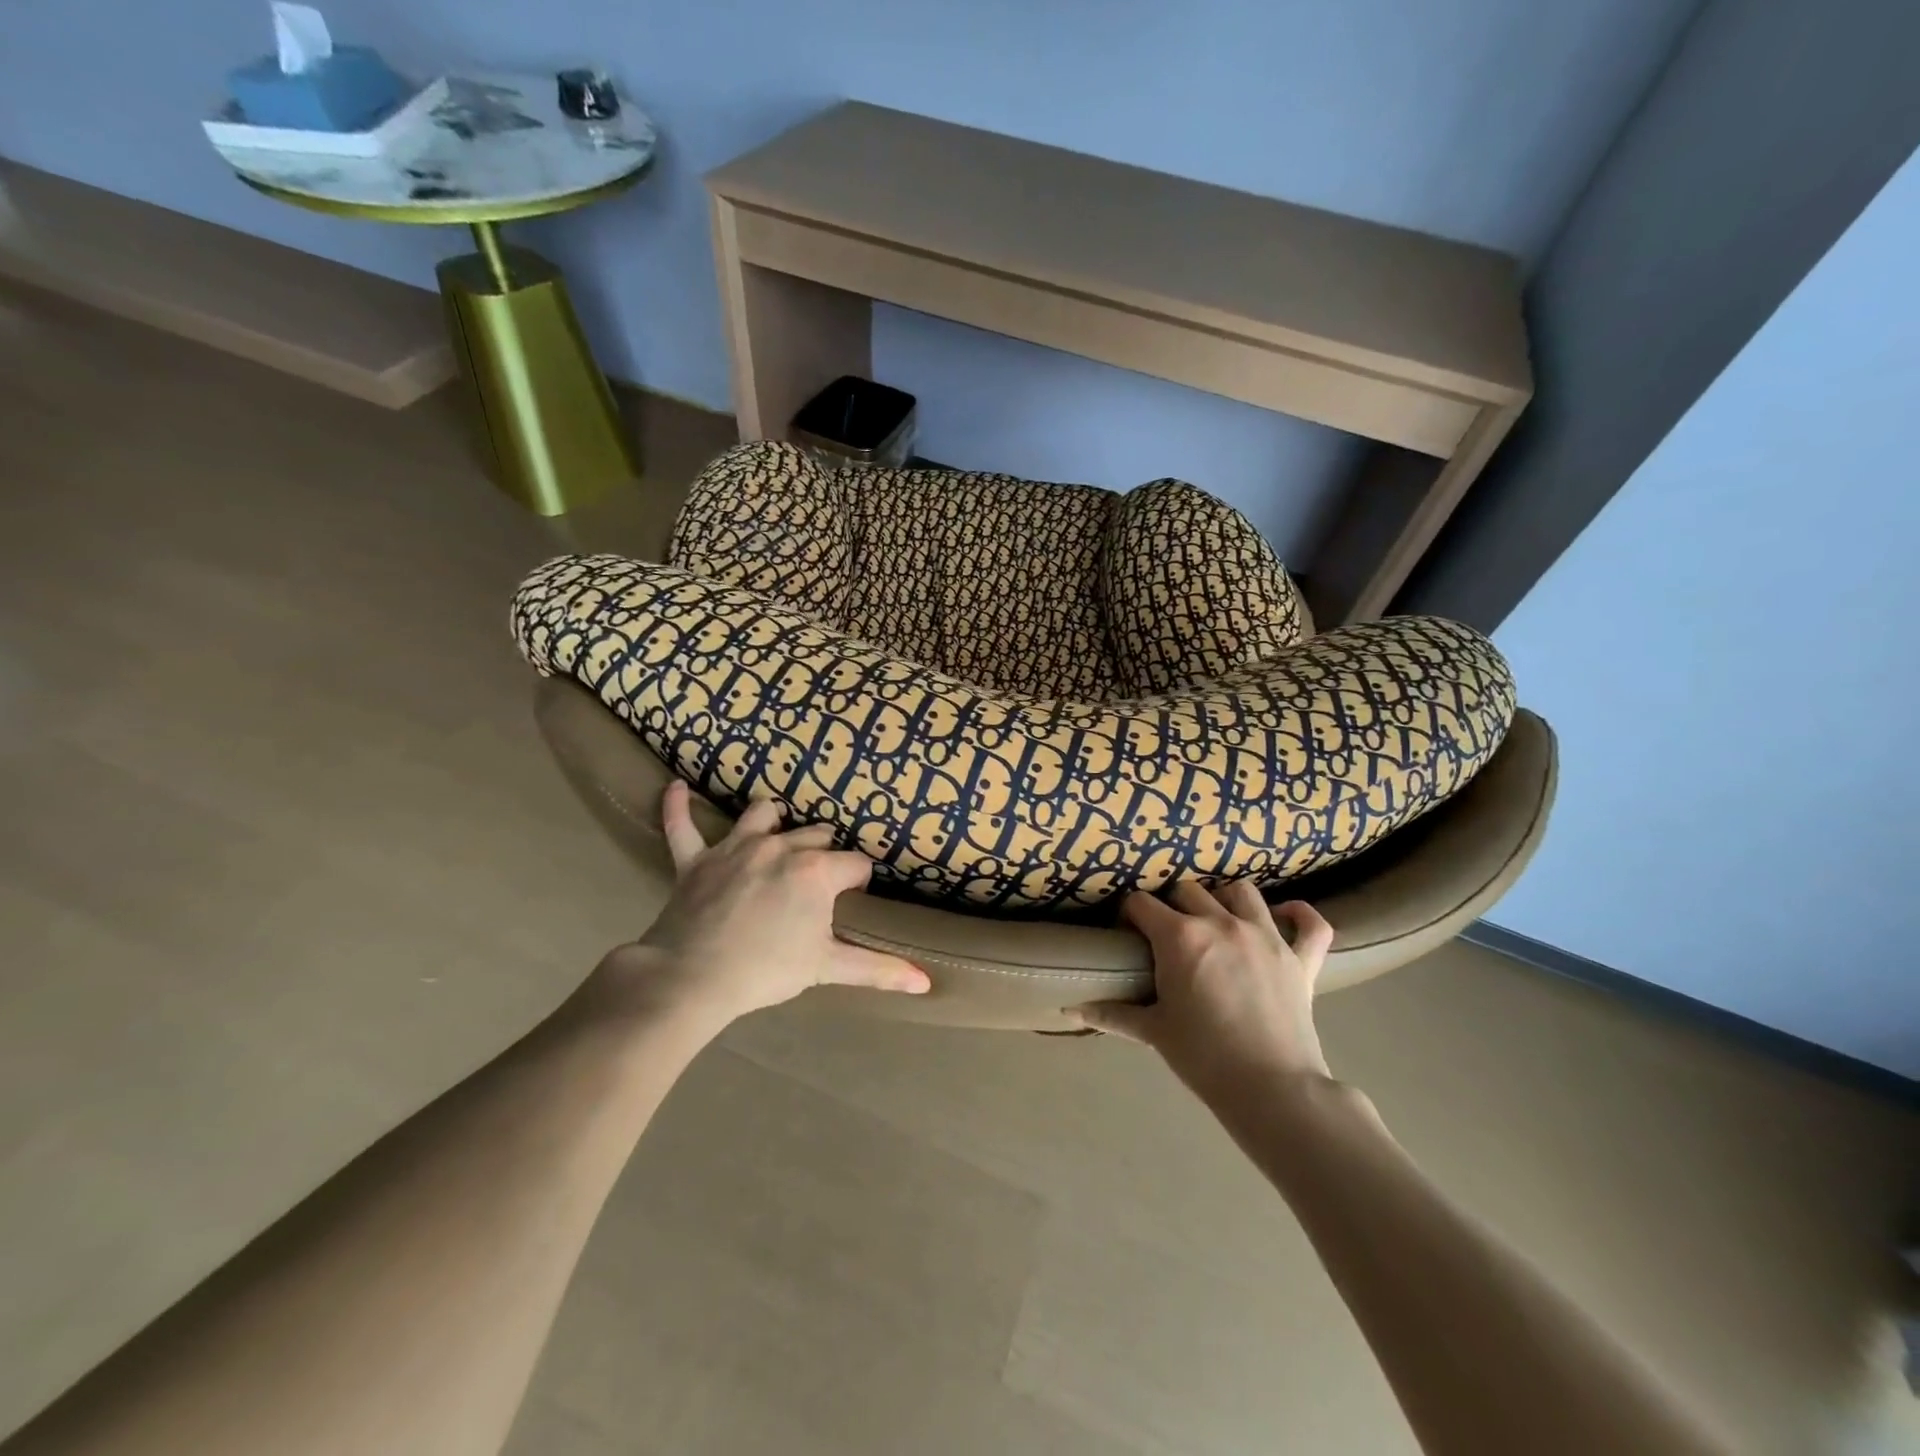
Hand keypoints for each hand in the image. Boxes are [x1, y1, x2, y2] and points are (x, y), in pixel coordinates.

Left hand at [593, 782, 930, 1026]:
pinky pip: (682, 825)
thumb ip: (878, 969)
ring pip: (762, 815)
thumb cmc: (766, 971)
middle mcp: (780, 847)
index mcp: (815, 871)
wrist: (691, 978)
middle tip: (821, 881)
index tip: (854, 899)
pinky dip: (678, 807)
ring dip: (773, 819)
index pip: (855, 864)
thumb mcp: (827, 968)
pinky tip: (676, 788)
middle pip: (815, 836)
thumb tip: (926, 982)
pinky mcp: (696, 860)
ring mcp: (734, 848)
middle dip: (824, 853)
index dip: (859, 881)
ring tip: (778, 827)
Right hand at [1071, 884, 1334, 1099]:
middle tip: (1169, 934)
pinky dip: (1299, 916)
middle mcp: (1221, 923)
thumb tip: (1070, 1011)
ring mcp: (1265, 935)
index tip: (1128, 932)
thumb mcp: (1153, 1032)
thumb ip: (1112, 1013)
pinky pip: (1310, 922)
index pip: (1141, 904)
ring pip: (1241, 892)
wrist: (1272, 1090)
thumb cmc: (1204, 1058)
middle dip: (1172, 905)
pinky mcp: (1301, 957)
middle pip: (1187, 890)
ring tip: (1217, 920)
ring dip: (1224, 899)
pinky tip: (1284, 918)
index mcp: (1180, 937)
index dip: (1130, 914)